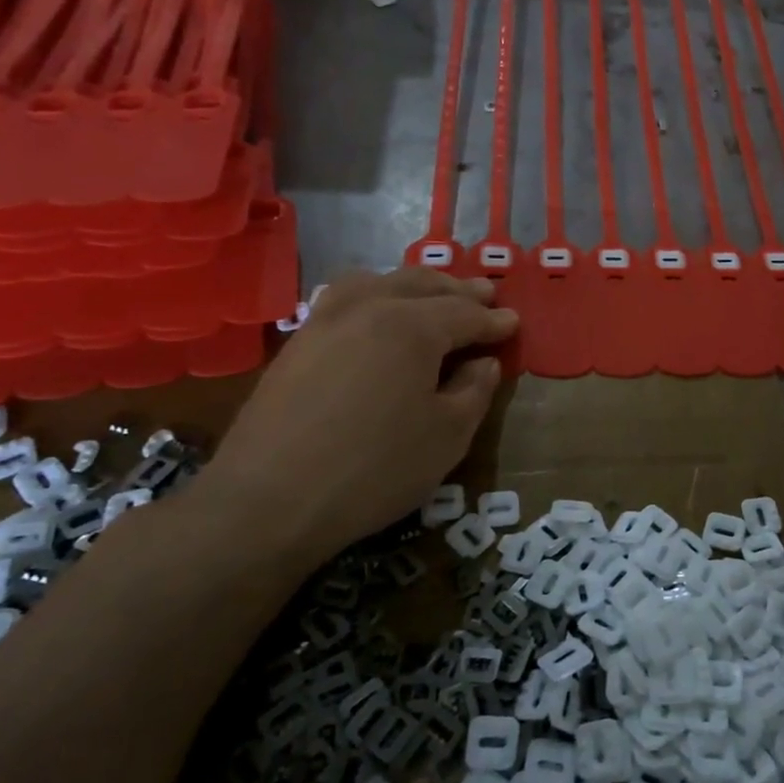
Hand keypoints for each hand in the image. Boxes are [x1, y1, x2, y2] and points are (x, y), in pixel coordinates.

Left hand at [192, 269, 517, 570]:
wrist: (269, 500)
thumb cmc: (375, 468)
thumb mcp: (447, 436)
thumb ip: (474, 391)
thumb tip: (483, 363)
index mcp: (412, 326)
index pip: (464, 313)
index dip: (494, 321)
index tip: (515, 323)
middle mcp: (368, 308)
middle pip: (422, 285)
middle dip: (458, 290)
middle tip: (486, 296)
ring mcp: (325, 321)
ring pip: (379, 282)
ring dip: (415, 285)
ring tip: (434, 296)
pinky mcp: (297, 343)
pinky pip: (346, 299)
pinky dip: (376, 294)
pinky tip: (379, 315)